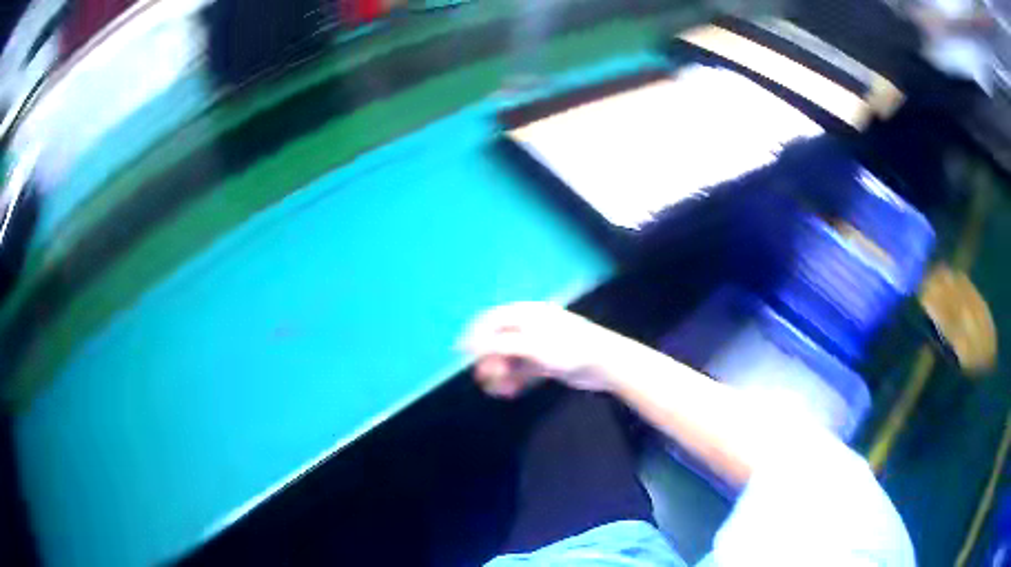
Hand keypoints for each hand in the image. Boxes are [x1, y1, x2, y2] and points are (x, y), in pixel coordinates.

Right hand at [459, 302, 621, 397]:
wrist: (606, 363)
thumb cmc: (568, 349)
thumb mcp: (531, 347)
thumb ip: (499, 346)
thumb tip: (470, 346)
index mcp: (528, 314)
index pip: (493, 319)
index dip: (474, 333)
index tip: (460, 352)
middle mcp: (533, 327)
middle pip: (501, 341)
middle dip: (489, 359)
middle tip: (482, 378)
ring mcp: (541, 345)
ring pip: (512, 358)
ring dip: (502, 373)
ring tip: (497, 389)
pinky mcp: (549, 362)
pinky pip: (525, 370)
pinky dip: (516, 380)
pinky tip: (511, 392)